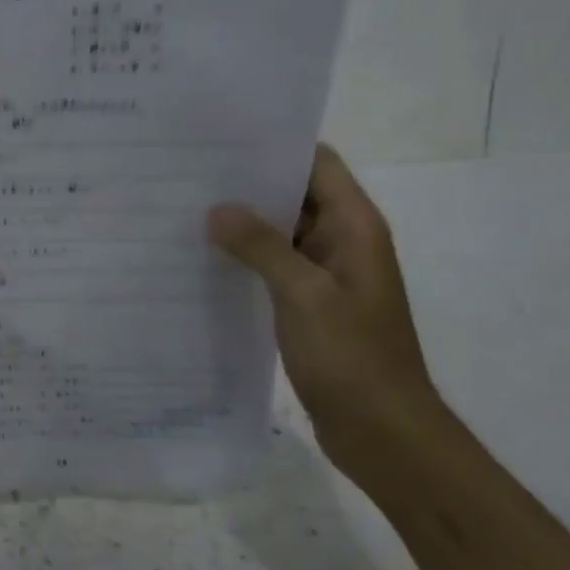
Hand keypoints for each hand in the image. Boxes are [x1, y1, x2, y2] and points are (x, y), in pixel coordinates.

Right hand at [207, 145, 446, 482]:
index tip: (222, 137)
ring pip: (280, 231)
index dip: (276, 145)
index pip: (317, 163)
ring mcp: (325, 274)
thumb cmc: (352, 357)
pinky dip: (245, 256)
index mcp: (355, 227)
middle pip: (295, 193)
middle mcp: (342, 241)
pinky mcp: (309, 303)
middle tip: (188, 171)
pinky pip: (273, 265)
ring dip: (242, 221)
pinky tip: (203, 256)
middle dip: (247, 182)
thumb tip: (217, 208)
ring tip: (185, 207)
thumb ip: (261, 246)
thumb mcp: (304, 295)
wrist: (384, 432)